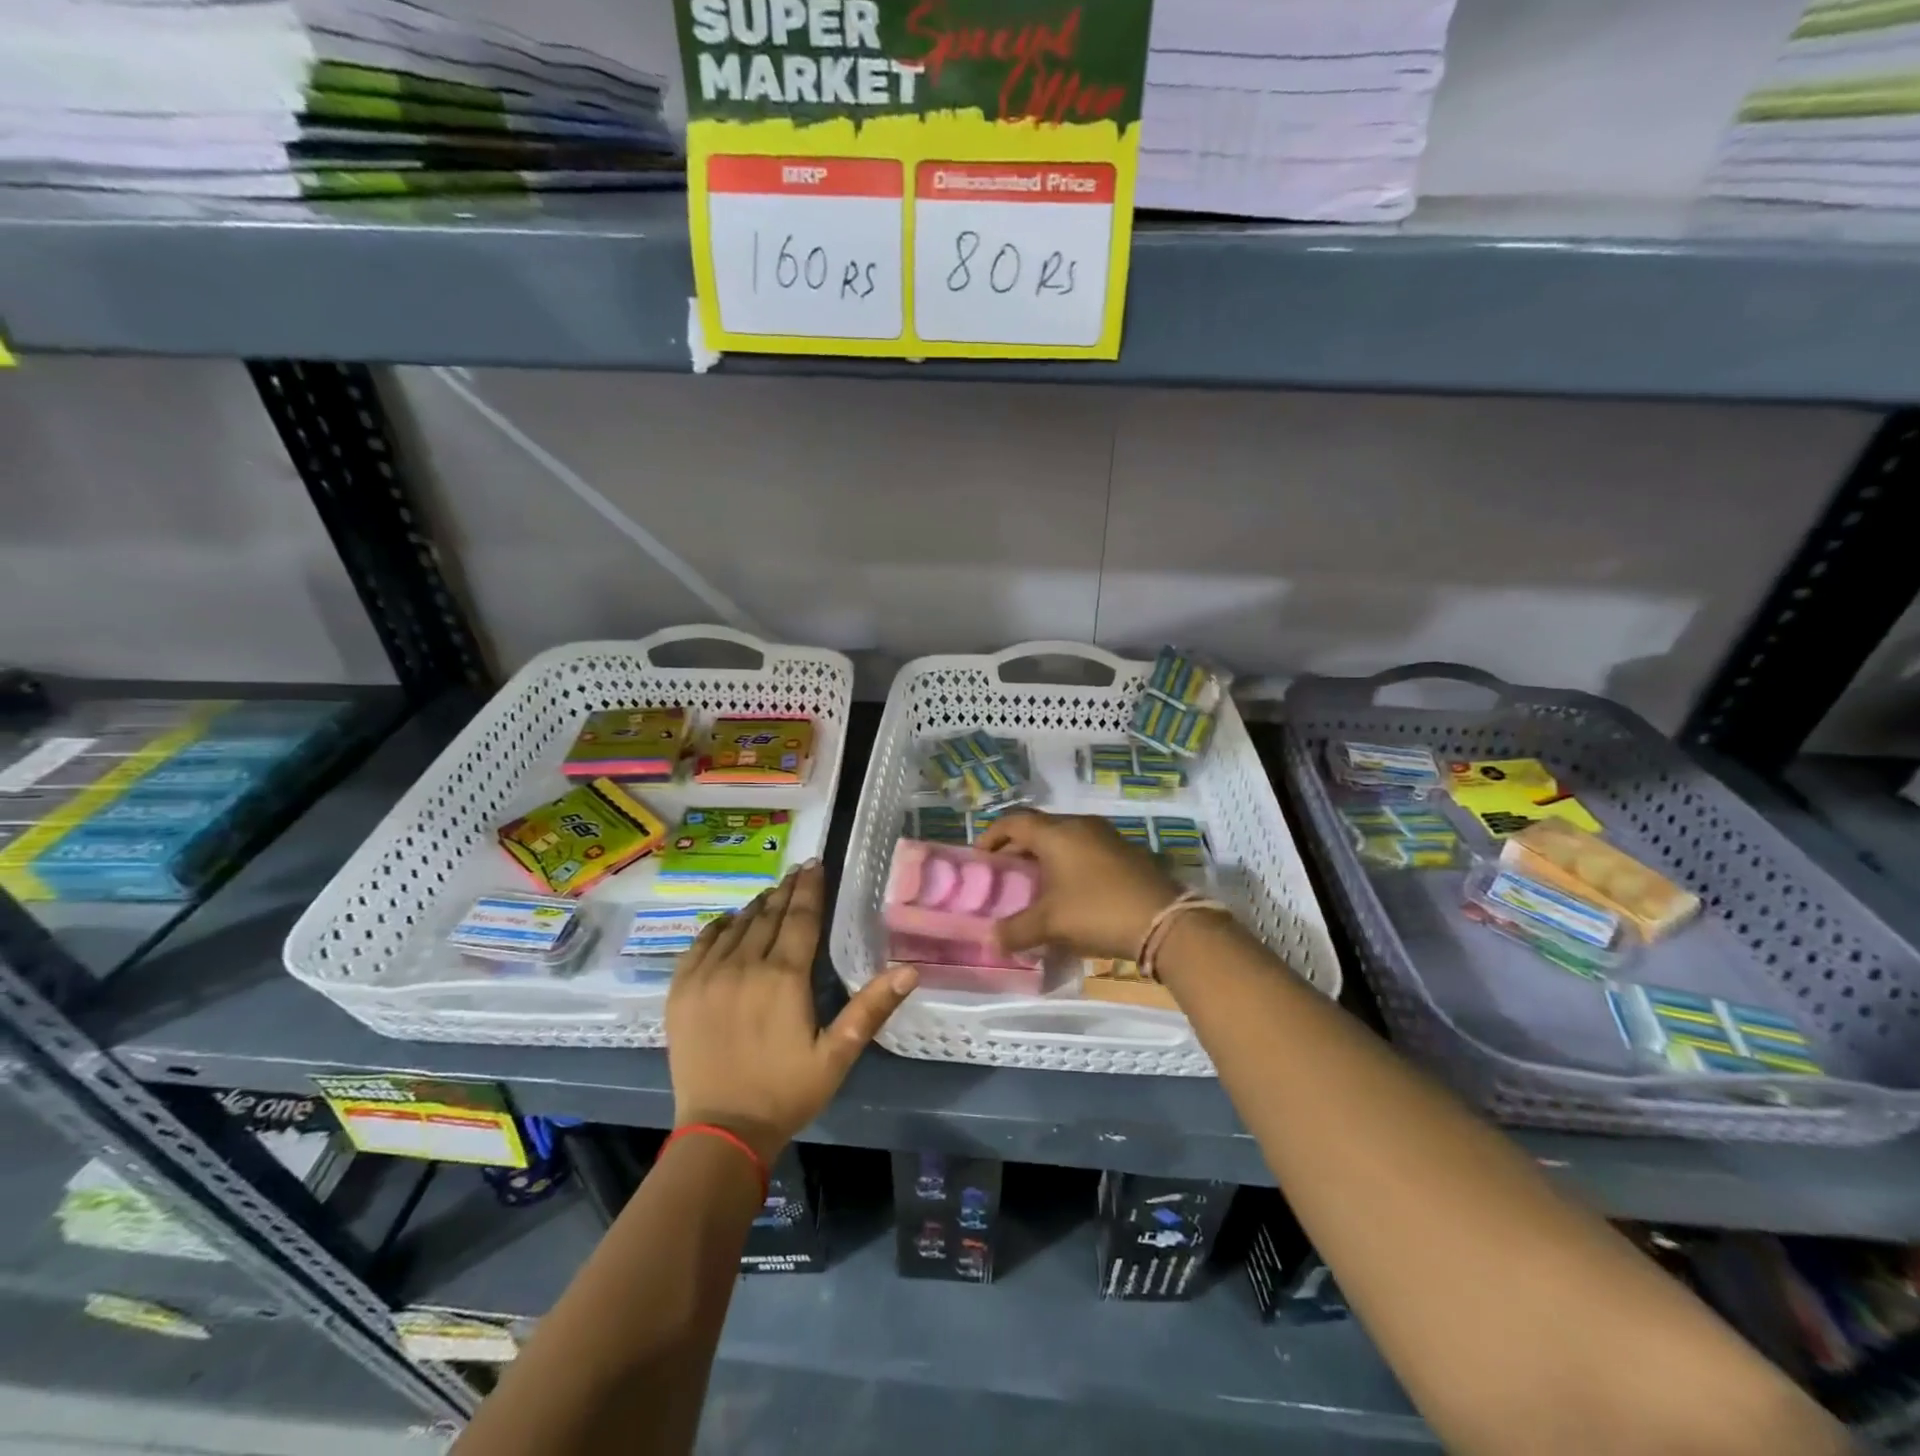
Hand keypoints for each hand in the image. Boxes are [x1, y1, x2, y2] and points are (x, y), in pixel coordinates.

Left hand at [666, 863, 915, 1163]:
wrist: (721, 1131)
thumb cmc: (786, 1092)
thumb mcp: (837, 1054)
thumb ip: (871, 1008)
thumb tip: (911, 970)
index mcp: (784, 977)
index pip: (800, 917)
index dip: (810, 888)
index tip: (815, 864)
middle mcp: (744, 966)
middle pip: (768, 914)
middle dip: (787, 890)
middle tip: (799, 870)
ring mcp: (708, 975)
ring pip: (737, 925)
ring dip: (757, 906)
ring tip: (772, 893)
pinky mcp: (681, 990)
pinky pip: (701, 943)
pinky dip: (719, 926)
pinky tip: (729, 920)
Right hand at [974, 811, 1181, 959]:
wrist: (1165, 921)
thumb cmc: (1097, 911)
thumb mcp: (1050, 923)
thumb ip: (1016, 929)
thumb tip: (992, 938)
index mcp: (1056, 833)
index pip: (1014, 821)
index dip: (992, 836)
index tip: (980, 857)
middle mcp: (1080, 825)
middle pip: (1039, 828)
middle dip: (1018, 848)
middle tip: (1004, 873)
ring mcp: (1107, 837)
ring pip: (1064, 838)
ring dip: (1045, 856)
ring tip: (1034, 883)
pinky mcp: (1126, 852)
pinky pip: (1085, 849)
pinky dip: (1068, 863)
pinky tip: (1069, 890)